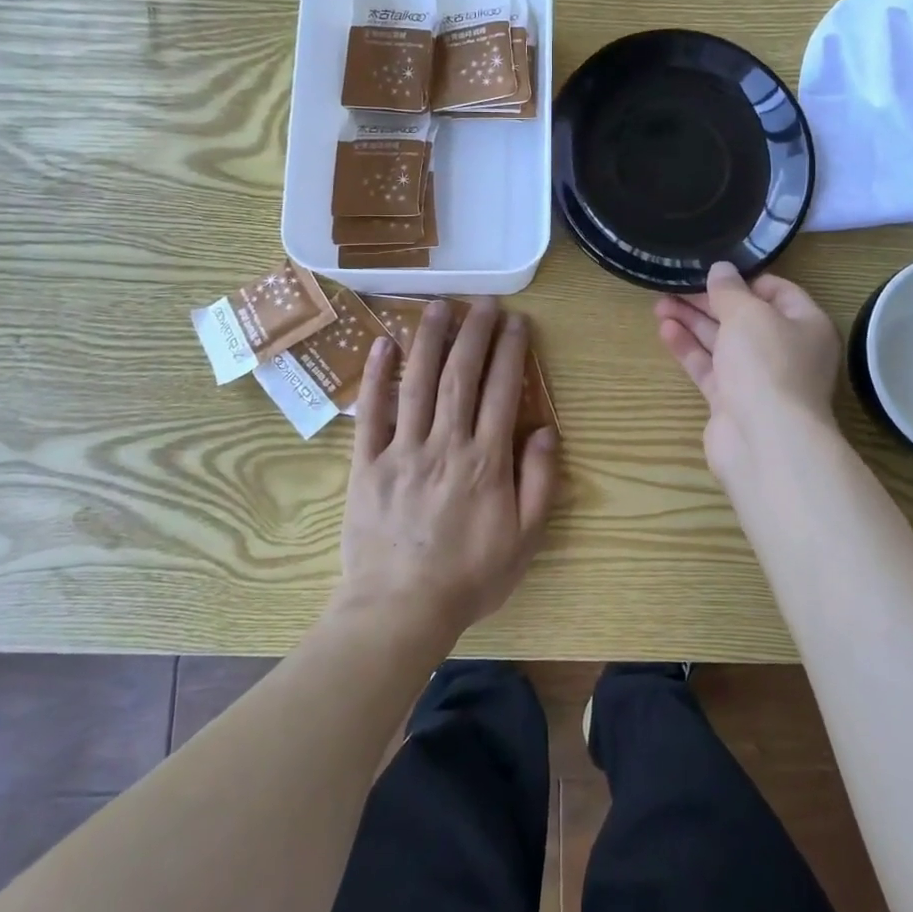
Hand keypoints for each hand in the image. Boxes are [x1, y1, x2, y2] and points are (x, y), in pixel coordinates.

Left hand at [335, 299, 559, 642]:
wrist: (399, 611)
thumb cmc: (469, 576)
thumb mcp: (525, 539)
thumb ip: (539, 481)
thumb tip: (546, 430)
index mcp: (485, 461)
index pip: (502, 391)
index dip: (510, 351)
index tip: (517, 321)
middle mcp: (445, 444)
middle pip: (460, 376)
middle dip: (474, 333)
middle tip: (483, 301)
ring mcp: (402, 450)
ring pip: (417, 383)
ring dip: (430, 340)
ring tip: (439, 305)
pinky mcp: (366, 463)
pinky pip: (370, 413)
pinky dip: (375, 377)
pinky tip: (382, 344)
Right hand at [656, 262, 840, 480]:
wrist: (765, 441)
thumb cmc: (767, 364)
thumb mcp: (748, 313)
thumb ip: (729, 290)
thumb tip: (721, 269)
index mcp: (806, 325)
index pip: (777, 291)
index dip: (744, 279)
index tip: (711, 270)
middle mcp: (786, 350)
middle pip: (744, 317)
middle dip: (708, 300)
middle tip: (674, 285)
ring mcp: (758, 379)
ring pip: (722, 342)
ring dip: (693, 322)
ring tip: (659, 303)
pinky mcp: (732, 401)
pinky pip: (709, 368)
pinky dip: (689, 349)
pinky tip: (665, 330)